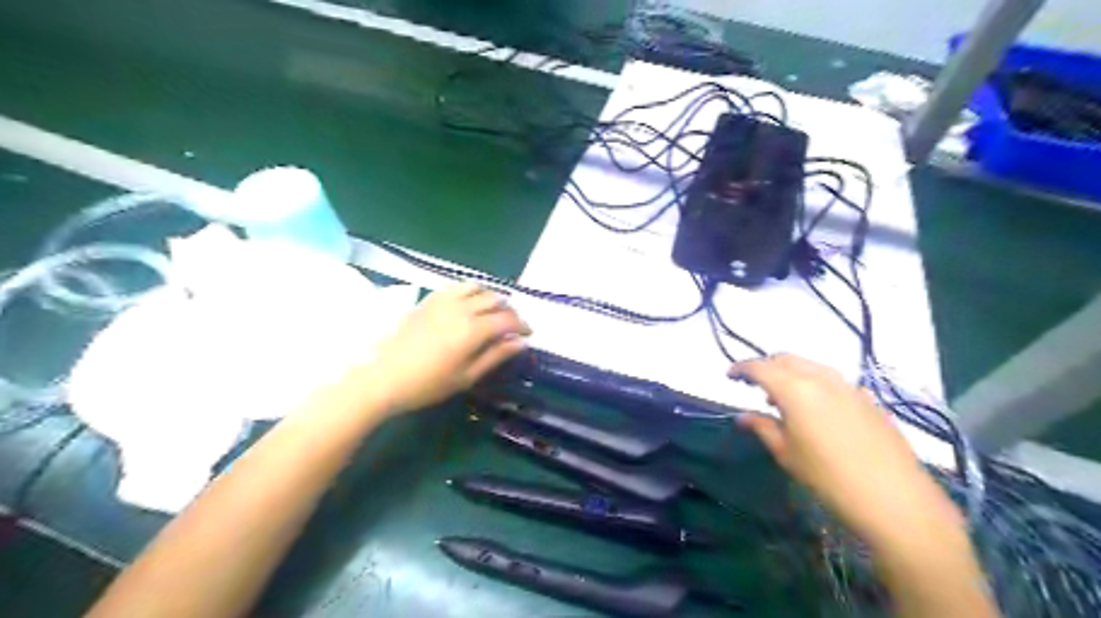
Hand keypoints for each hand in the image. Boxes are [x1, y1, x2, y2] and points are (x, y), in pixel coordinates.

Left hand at [365, 282, 531, 415]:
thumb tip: (521, 342)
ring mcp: (444, 300)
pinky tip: (468, 303)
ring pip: (477, 287)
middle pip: (495, 300)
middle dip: (509, 311)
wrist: (383, 377)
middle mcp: (462, 308)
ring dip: (491, 296)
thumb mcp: (467, 376)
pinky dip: (470, 291)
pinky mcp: (429, 299)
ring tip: (492, 311)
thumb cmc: (428, 384)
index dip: (522, 325)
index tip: (528, 334)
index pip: (508, 319)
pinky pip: (456, 286)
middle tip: (512, 325)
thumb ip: (496, 356)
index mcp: (474, 330)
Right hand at [733, 353, 960, 543]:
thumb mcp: (786, 453)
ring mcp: (847, 385)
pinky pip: (830, 379)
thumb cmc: (828, 476)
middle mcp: (820, 377)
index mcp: (794, 388)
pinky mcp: (866, 397)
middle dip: (765, 366)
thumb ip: (762, 427)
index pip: (760, 367)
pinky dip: (812, 382)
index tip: (729, 376)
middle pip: (785, 359)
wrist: (895, 497)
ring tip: (779, 398)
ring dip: (789, 373)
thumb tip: (741, 416)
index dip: (741, 368)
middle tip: (751, 384)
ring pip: (809, 366)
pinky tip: (813, 408)